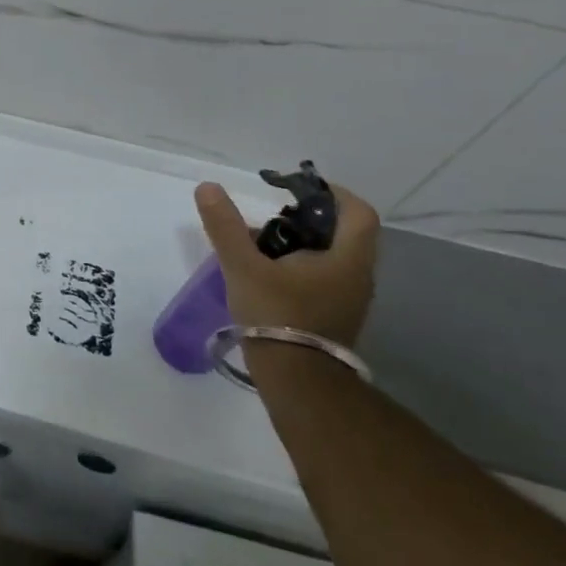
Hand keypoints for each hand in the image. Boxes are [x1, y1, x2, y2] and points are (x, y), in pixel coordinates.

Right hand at [193, 180, 380, 346]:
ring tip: (260, 245)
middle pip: (343, 231)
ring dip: (301, 243)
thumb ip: (226, 225)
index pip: (358, 211)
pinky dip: (300, 265)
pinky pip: (323, 277)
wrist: (296, 379)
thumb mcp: (243, 265)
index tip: (296, 189)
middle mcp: (357, 275)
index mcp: (347, 258)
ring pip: (331, 256)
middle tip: (270, 216)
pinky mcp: (334, 315)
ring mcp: (349, 298)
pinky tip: (267, 273)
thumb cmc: (277, 315)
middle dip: (307, 217)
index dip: (331, 193)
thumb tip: (208, 187)